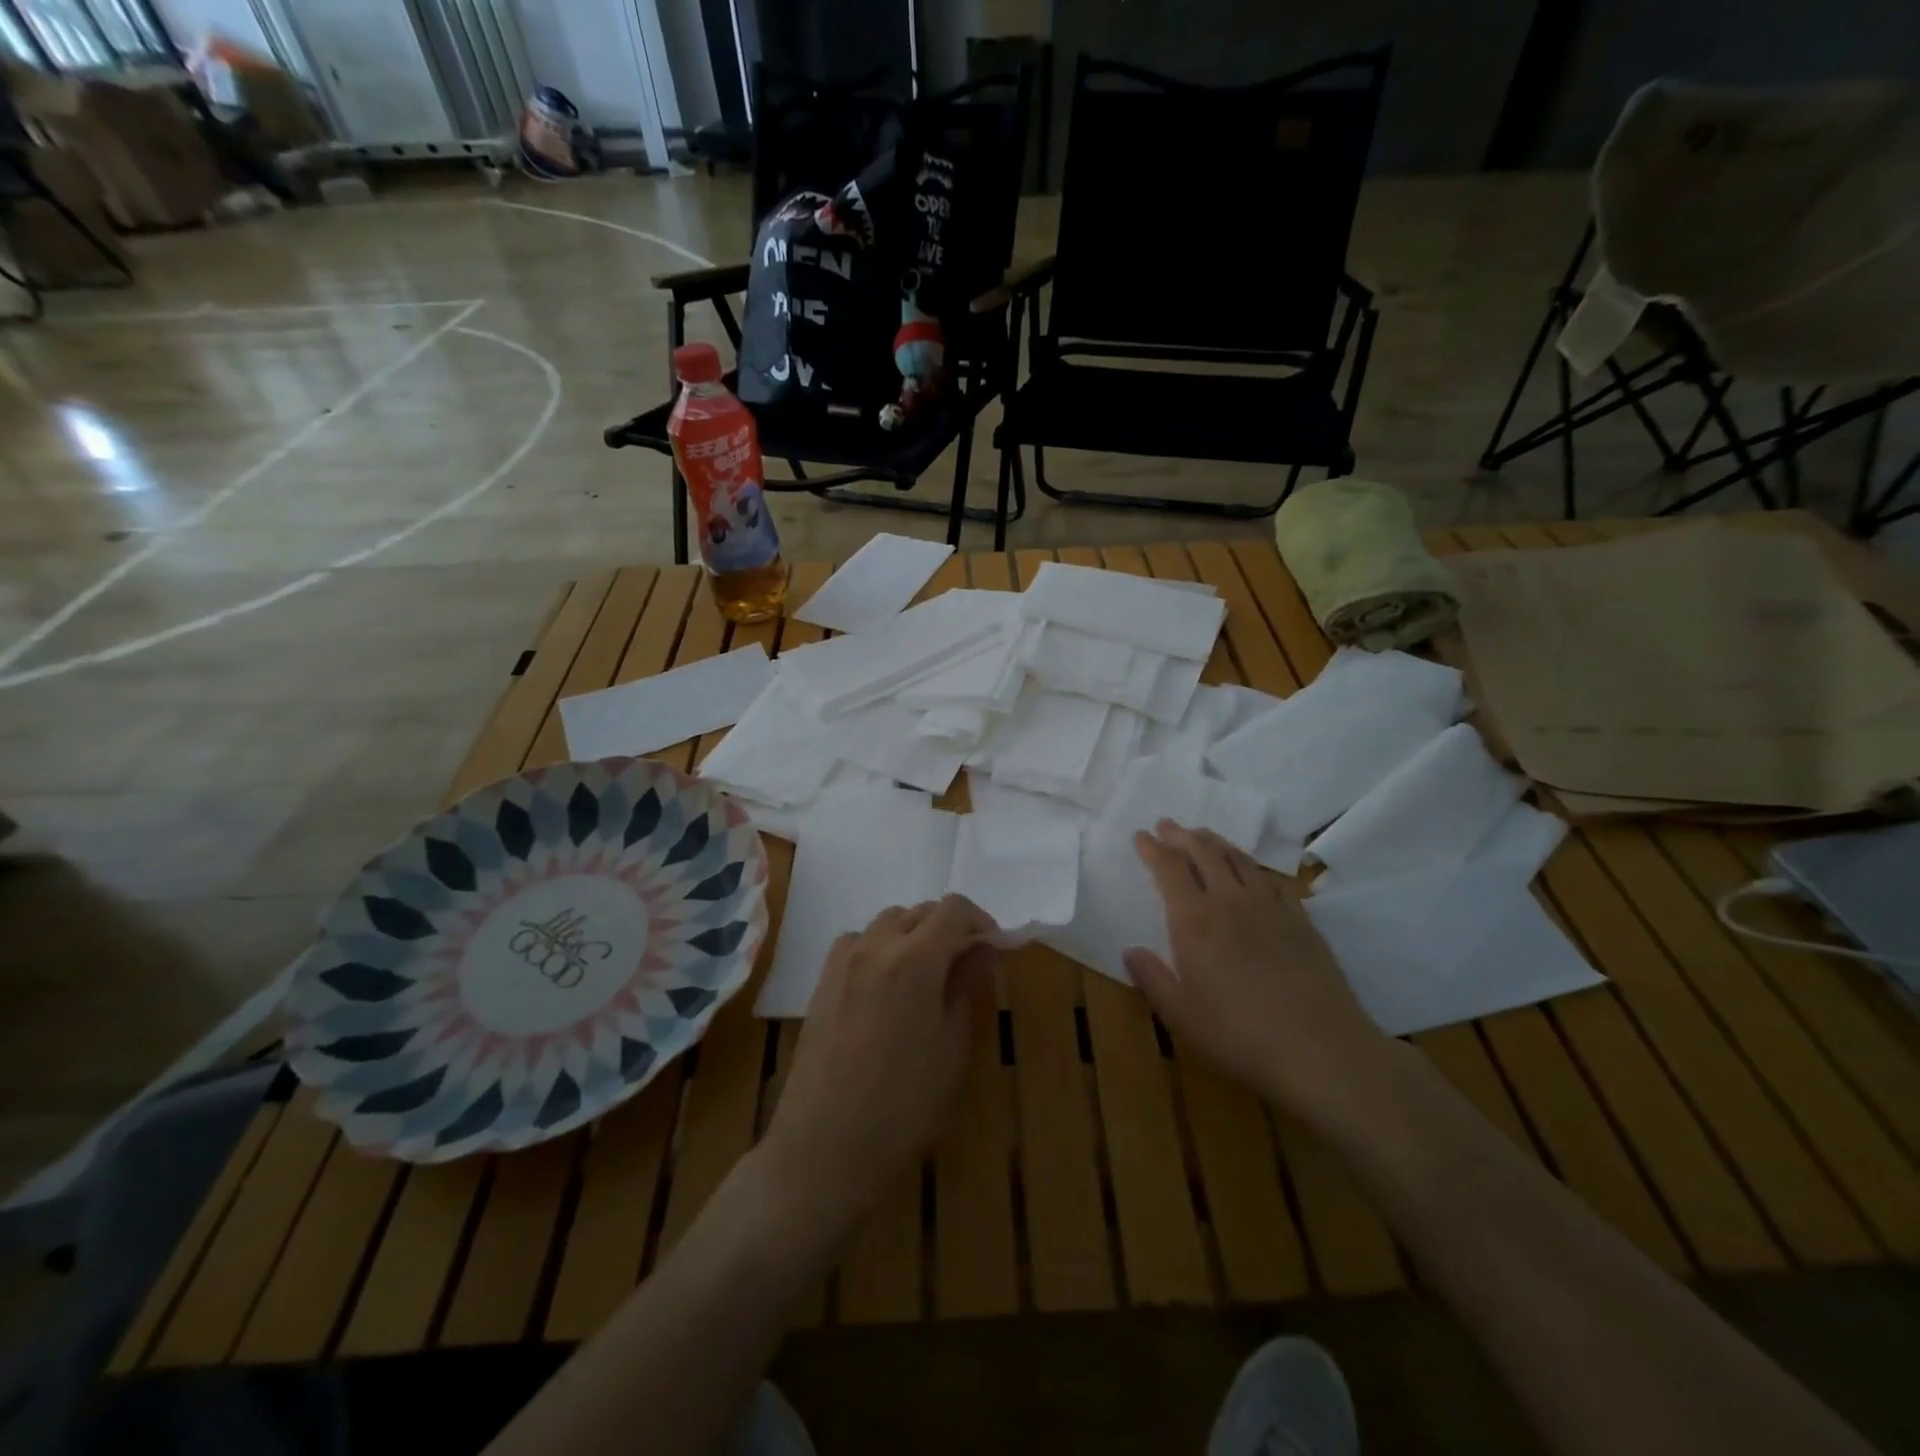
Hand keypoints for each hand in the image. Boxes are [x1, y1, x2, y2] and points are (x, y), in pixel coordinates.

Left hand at [759, 895, 997, 1244]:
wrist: (825, 1147)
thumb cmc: (903, 1104)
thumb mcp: (951, 1047)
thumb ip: (967, 987)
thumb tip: (983, 951)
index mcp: (915, 959)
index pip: (953, 910)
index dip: (980, 921)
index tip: (993, 948)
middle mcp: (876, 946)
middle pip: (919, 912)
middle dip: (948, 928)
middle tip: (966, 965)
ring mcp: (843, 962)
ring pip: (886, 923)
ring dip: (912, 934)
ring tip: (926, 973)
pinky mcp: (821, 982)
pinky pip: (857, 943)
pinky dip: (879, 947)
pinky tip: (885, 984)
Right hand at [1125, 821, 1392, 1127]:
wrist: (1321, 1051)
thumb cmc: (1239, 1036)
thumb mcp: (1181, 1015)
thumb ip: (1152, 978)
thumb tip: (1130, 950)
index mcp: (1194, 921)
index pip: (1169, 869)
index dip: (1152, 849)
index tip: (1140, 835)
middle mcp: (1230, 902)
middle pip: (1204, 853)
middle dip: (1181, 835)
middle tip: (1167, 825)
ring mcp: (1270, 908)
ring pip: (1239, 860)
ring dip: (1216, 842)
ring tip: (1203, 835)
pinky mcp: (1302, 921)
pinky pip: (1273, 881)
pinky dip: (1255, 867)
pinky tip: (1253, 872)